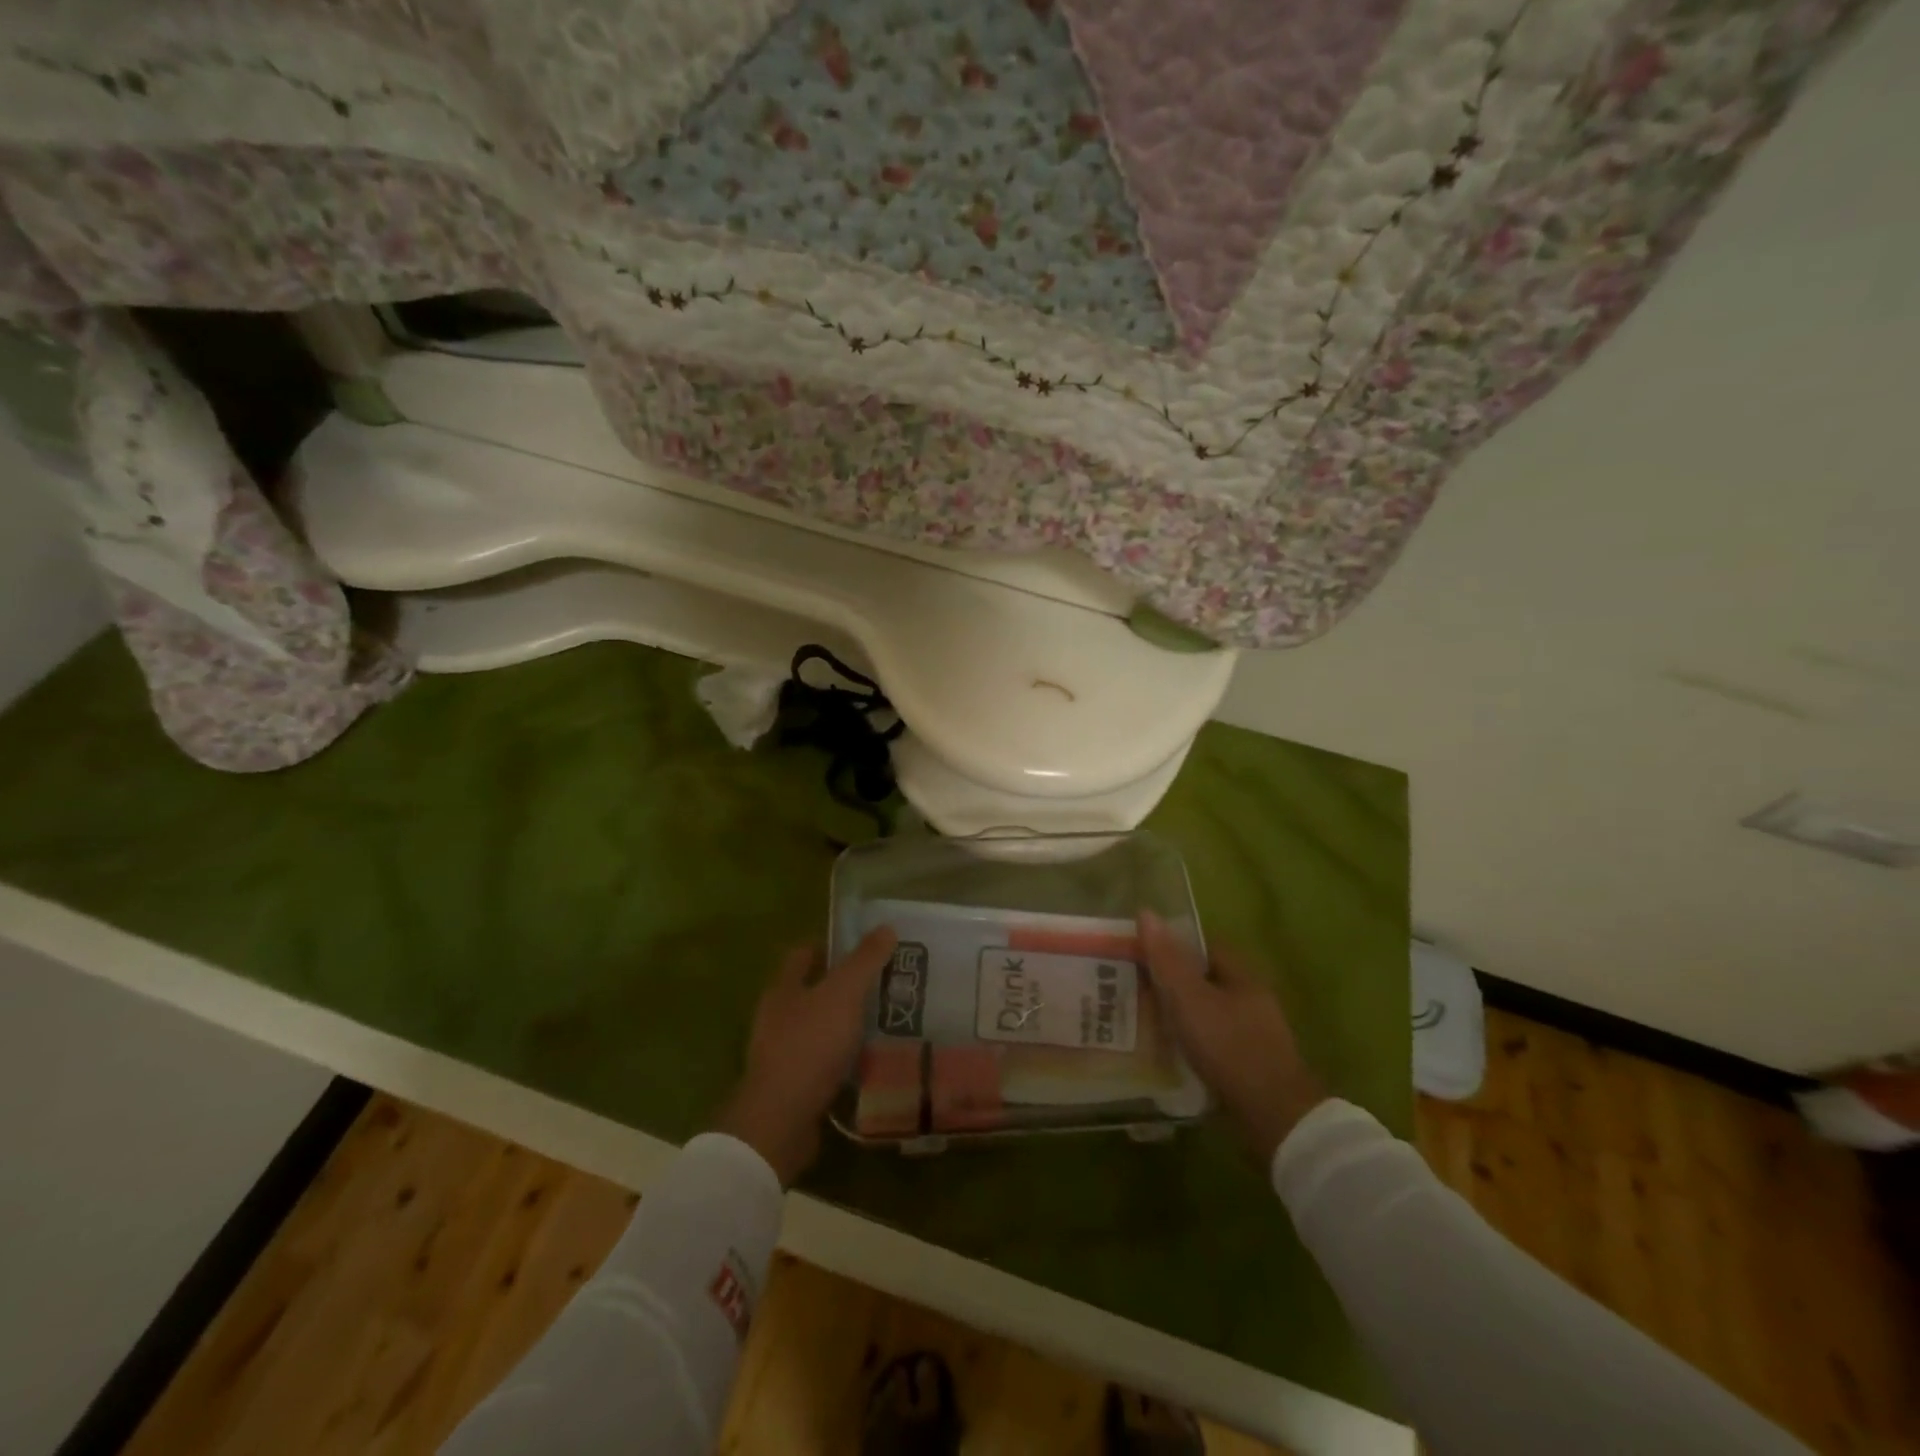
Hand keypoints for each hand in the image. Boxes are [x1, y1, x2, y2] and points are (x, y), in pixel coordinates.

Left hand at [715, 927, 898, 1185]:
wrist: (782, 1120)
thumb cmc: (810, 1045)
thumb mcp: (844, 994)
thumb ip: (865, 960)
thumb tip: (885, 927)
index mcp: (783, 988)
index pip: (804, 954)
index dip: (831, 946)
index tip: (865, 948)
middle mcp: (777, 1016)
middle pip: (812, 991)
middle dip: (844, 986)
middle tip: (883, 984)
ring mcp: (781, 1052)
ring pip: (819, 1027)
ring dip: (845, 1024)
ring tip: (884, 1022)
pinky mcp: (792, 1085)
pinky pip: (822, 1061)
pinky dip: (843, 1058)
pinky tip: (868, 1060)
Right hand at [1140, 912, 1327, 1164]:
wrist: (1274, 1118)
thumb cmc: (1230, 1047)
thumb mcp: (1190, 999)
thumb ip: (1167, 959)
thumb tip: (1146, 912)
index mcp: (1242, 975)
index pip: (1203, 946)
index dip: (1171, 946)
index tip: (1139, 954)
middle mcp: (1250, 998)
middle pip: (1203, 980)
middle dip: (1170, 982)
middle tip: (1131, 987)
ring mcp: (1252, 1033)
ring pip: (1206, 1013)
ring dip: (1178, 1015)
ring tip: (1140, 1019)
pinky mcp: (1248, 1064)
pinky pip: (1211, 1042)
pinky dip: (1189, 1042)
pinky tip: (1165, 1051)